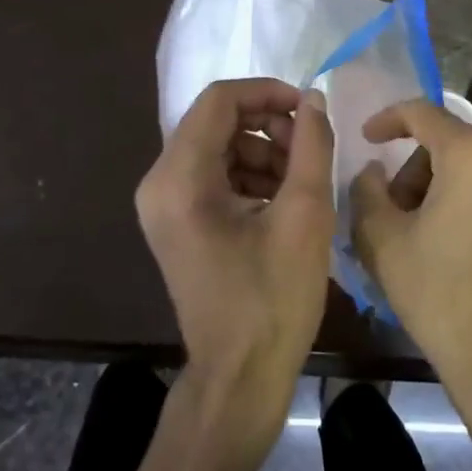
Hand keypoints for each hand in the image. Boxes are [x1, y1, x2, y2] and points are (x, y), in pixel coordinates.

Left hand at [136, 79, 334, 420]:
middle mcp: (159, 183)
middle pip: (215, 122)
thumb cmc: (273, 299)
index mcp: (180, 178)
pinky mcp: (175, 222)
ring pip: (216, 147)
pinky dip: (248, 175)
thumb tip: (313, 100)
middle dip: (268, 125)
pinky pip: (212, 176)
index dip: (267, 93)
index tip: (309, 108)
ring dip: (262, 150)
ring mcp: (162, 205)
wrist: (240, 377)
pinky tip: (282, 200)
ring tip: (302, 179)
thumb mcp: (305, 216)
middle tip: (310, 149)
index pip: (219, 100)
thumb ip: (311, 146)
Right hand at [350, 100, 471, 401]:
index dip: (388, 120)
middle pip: (453, 143)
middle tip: (397, 210)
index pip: (422, 113)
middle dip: (419, 169)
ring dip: (451, 185)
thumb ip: (366, 189)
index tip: (368, 138)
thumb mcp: (382, 239)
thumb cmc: (439, 295)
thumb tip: (375, 171)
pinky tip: (468, 244)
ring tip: (432, 232)